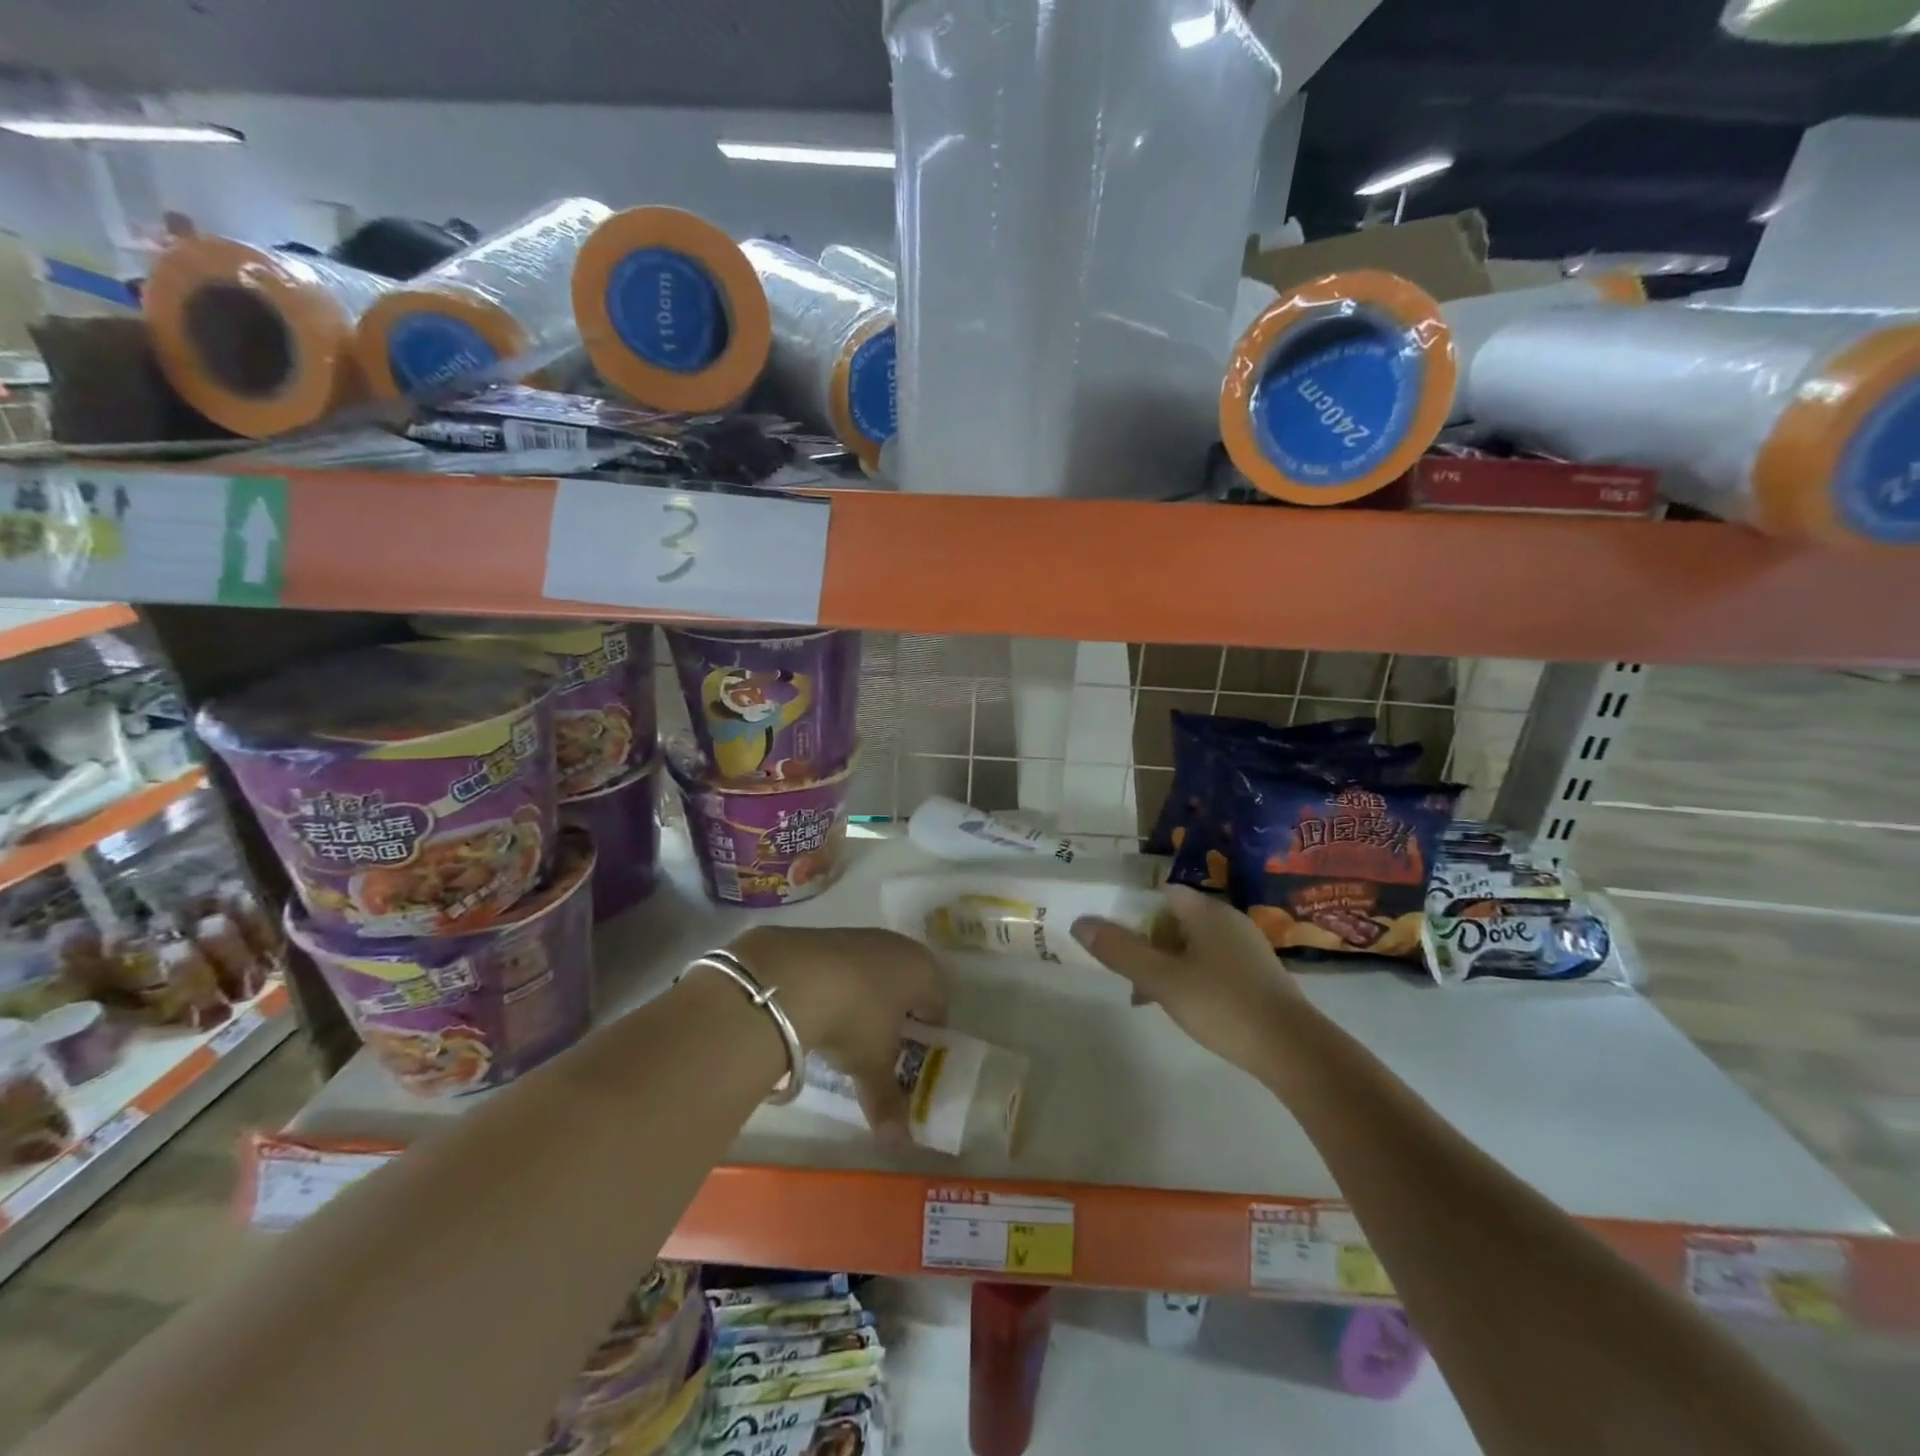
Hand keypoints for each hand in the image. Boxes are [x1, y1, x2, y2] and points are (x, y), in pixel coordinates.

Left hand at [729, 927, 946, 1144]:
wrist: (793, 976)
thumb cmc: (854, 1018)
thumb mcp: (872, 1064)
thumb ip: (887, 1100)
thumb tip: (899, 1143)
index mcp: (922, 970)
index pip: (938, 999)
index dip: (929, 1028)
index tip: (915, 1051)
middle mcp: (897, 946)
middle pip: (907, 979)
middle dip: (898, 1008)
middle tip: (884, 1042)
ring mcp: (860, 936)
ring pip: (874, 968)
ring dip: (867, 994)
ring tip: (849, 1027)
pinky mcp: (825, 935)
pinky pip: (843, 963)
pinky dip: (838, 982)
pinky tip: (820, 1006)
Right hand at [1071, 885, 1312, 1078]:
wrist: (1294, 1051)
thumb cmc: (1223, 1005)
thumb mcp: (1162, 979)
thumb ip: (1121, 951)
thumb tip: (1080, 922)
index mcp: (1206, 911)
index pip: (1160, 893)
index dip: (1132, 909)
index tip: (1111, 935)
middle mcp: (1227, 920)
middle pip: (1173, 919)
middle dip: (1146, 942)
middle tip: (1126, 971)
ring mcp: (1245, 948)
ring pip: (1191, 945)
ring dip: (1165, 963)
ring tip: (1146, 996)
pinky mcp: (1256, 975)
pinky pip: (1211, 964)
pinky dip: (1189, 976)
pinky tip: (1182, 1006)